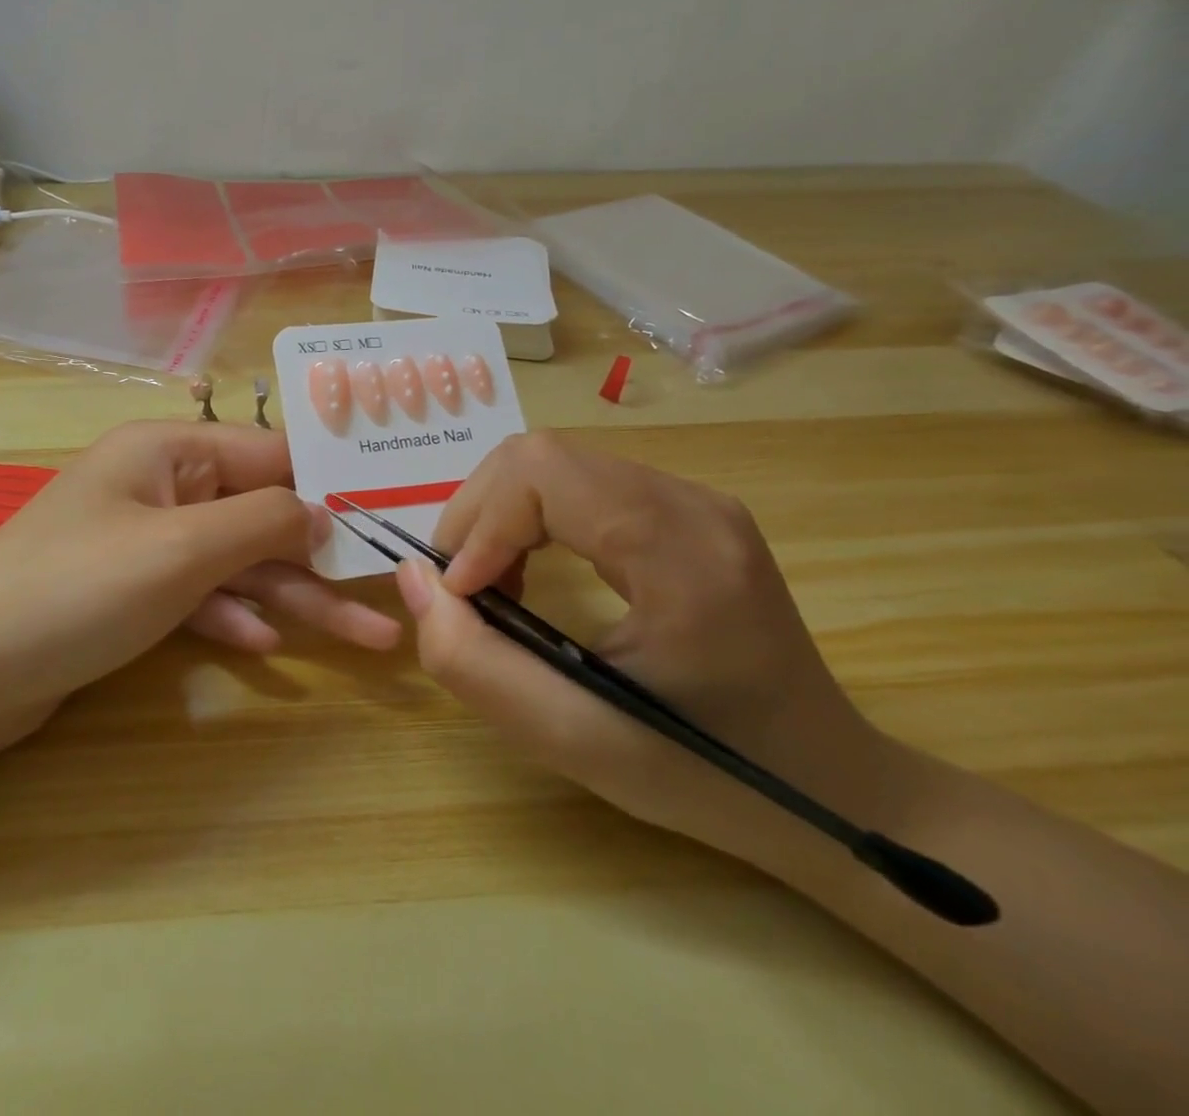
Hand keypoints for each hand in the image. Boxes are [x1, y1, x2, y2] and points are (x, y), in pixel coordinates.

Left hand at [0, 421, 400, 755]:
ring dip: (292, 597)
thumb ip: (261, 521)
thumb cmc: (77, 589)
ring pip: (235, 562)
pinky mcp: (129, 594)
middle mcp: (158, 486)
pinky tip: (266, 646)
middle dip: (320, 557)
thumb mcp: (182, 548)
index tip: (388, 514)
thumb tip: (320, 510)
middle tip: (390, 596)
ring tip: (366, 639)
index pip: (268, 452)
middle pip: (257, 513)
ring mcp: (143, 542)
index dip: (327, 483)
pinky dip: (232, 615)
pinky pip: (198, 595)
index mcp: (167, 450)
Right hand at [395, 430, 891, 861]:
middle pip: (540, 456)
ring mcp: (693, 500)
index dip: (479, 525)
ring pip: (553, 462)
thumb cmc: (705, 774)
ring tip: (490, 583)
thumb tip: (414, 577)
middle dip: (478, 514)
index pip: (542, 474)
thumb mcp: (571, 737)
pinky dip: (530, 517)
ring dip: (499, 515)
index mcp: (680, 551)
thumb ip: (473, 659)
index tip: (460, 595)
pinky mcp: (684, 512)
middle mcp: (691, 503)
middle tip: (462, 587)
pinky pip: (578, 483)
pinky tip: (529, 570)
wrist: (831, 789)